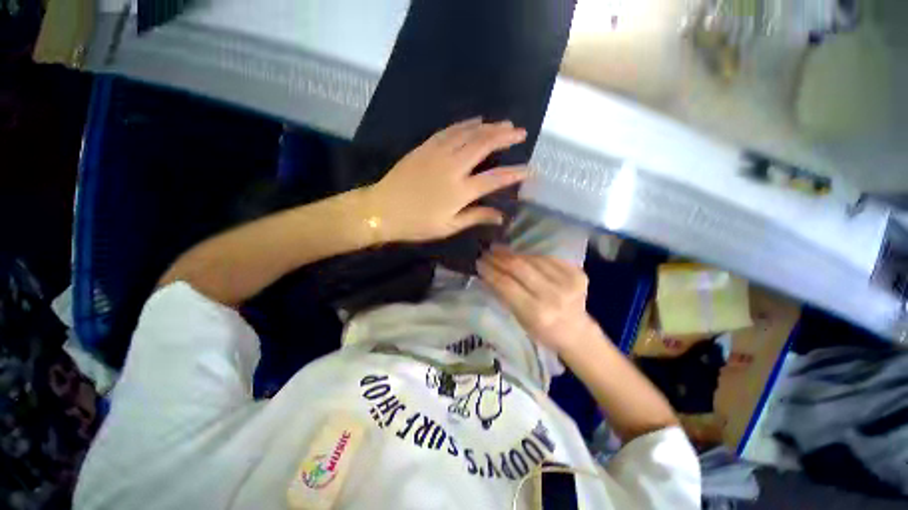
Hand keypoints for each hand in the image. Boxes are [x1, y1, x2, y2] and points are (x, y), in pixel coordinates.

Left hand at [365, 118, 527, 242]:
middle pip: (483, 146)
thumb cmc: (417, 223)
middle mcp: (453, 167)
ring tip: (504, 123)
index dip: (514, 174)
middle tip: (520, 132)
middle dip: (505, 137)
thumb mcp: (448, 227)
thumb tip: (500, 217)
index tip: (530, 169)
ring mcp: (438, 153)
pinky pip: (449, 130)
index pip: (494, 179)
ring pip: (468, 134)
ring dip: (489, 127)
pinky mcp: (426, 147)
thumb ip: (475, 217)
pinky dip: (465, 124)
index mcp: (460, 191)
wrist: (382, 209)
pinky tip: (476, 120)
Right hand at [477, 246, 596, 353]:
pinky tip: (521, 254)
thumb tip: (488, 273)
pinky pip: (548, 258)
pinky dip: (531, 256)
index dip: (491, 271)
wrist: (577, 332)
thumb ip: (505, 295)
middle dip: (499, 258)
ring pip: (532, 259)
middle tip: (487, 252)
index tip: (479, 262)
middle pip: (519, 268)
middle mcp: (553, 296)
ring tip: (500, 250)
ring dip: (513, 254)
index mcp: (537, 313)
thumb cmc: (543, 331)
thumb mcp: (520, 319)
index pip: (507, 285)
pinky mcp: (578, 274)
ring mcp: (568, 283)